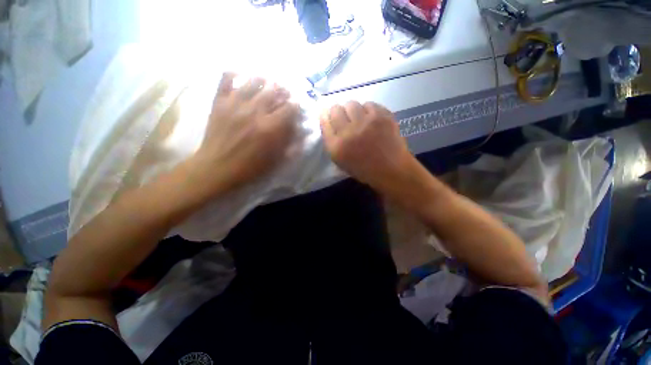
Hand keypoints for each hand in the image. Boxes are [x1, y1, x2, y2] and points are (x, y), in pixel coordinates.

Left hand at [193, 73, 299, 194]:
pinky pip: (226, 79)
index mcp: (270, 127)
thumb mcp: (276, 160)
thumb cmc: (250, 167)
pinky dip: (234, 74)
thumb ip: (291, 144)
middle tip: (285, 92)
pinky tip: (241, 76)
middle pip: (273, 91)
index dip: (295, 105)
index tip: (296, 107)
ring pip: (253, 81)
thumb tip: (301, 131)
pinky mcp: (219, 102)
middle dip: (282, 90)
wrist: (217, 168)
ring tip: (267, 82)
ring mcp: (235, 104)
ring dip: (263, 80)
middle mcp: (255, 111)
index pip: (289, 108)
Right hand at [320, 101, 416, 194]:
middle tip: (344, 118)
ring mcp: (367, 122)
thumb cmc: (364, 169)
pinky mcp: (383, 116)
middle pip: (336, 109)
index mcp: (337, 146)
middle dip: (337, 111)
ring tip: (358, 119)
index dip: (325, 116)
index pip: (325, 121)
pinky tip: (371, 119)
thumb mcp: (341, 161)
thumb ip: (332, 142)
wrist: (391, 170)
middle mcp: (349, 132)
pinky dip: (367, 110)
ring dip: (352, 110)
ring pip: (352, 104)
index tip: (327, 114)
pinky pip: (369, 104)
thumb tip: (328, 121)